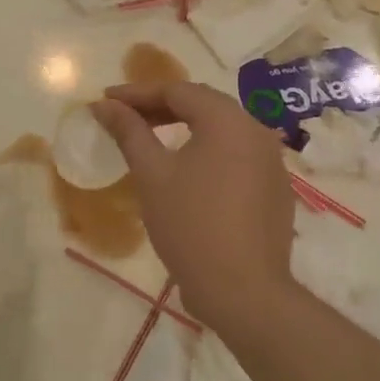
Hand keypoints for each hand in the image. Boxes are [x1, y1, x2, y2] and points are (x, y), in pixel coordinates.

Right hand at [93, 82, 295, 331]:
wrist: (242, 290)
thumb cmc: (191, 224)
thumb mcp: (151, 174)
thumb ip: (129, 132)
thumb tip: (104, 104)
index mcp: (229, 121)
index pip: (178, 90)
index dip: (137, 93)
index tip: (106, 101)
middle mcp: (257, 131)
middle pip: (203, 106)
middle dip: (160, 108)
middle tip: (124, 118)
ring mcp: (272, 162)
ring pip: (221, 131)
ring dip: (183, 129)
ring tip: (150, 140)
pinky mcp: (275, 189)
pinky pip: (235, 156)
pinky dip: (205, 152)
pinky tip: (185, 172)